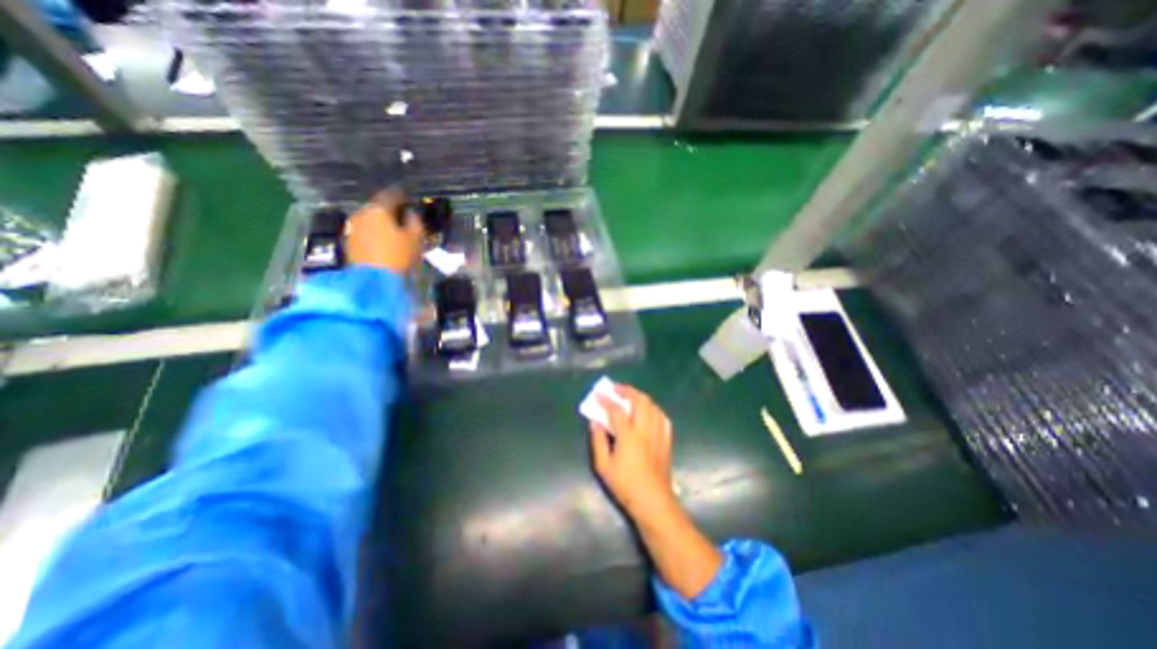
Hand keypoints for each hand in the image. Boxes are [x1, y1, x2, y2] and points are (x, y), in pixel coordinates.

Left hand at [347, 188, 429, 273]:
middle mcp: (362, 213)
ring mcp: (353, 228)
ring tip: (394, 232)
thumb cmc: (398, 256)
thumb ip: (415, 222)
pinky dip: (375, 234)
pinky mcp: (350, 242)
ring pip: (371, 220)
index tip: (408, 198)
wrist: (373, 280)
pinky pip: (366, 232)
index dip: (402, 196)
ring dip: (382, 223)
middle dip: (391, 212)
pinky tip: (384, 242)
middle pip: (378, 208)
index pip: (391, 195)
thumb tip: (411, 213)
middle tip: (403, 217)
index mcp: (378, 209)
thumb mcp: (415, 238)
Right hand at [588, 385, 678, 522]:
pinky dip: (653, 409)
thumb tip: (595, 421)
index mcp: (629, 435)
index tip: (597, 395)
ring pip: (652, 405)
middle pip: (639, 400)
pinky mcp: (666, 440)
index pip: (617, 410)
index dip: (606, 400)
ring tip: (630, 397)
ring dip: (640, 397)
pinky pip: (662, 416)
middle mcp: (645, 429)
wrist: (653, 501)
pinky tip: (648, 412)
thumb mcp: (603, 466)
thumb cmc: (625, 485)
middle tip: (616, 389)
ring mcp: (658, 433)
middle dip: (627, 391)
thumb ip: (598, 440)